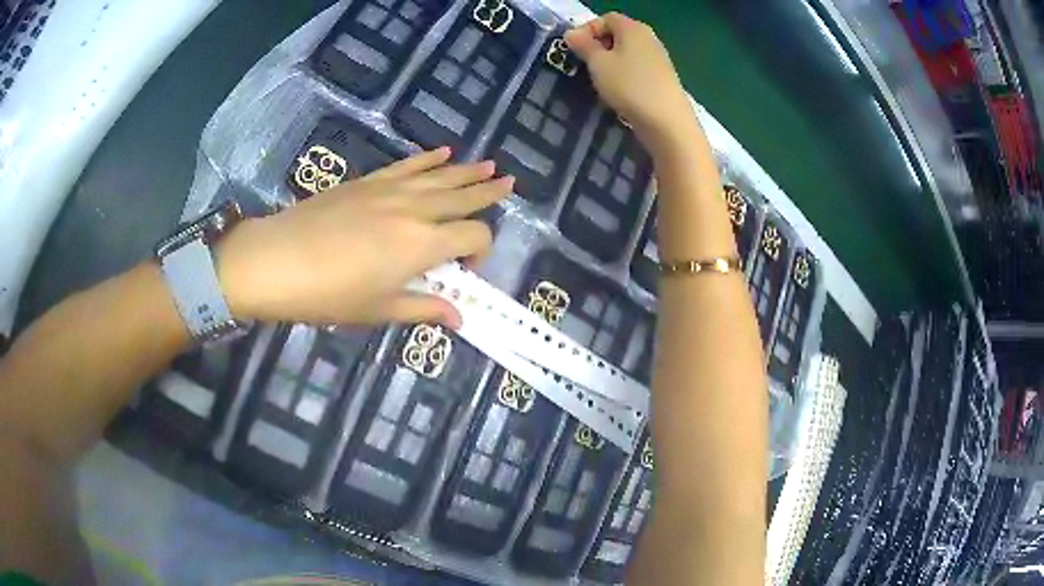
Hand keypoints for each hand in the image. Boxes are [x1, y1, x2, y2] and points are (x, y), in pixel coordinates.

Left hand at [217, 148, 511, 328]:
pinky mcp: (368, 182)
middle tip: (509, 184)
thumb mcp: (379, 309)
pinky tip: (443, 152)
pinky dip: (427, 158)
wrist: (277, 260)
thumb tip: (458, 317)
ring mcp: (390, 190)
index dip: (481, 252)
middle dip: (488, 193)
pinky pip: (406, 165)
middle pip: (463, 196)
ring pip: (440, 175)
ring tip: (489, 165)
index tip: (465, 269)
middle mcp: (415, 210)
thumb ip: (423, 308)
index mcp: (423, 244)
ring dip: (467, 170)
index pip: (473, 236)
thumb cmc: (329, 294)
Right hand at [565, 13, 694, 144]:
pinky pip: (637, 67)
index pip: (606, 18)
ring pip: (627, 52)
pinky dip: (625, 73)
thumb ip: (584, 46)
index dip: (588, 29)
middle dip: (598, 46)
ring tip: (600, 79)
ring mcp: (659, 58)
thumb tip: (572, 33)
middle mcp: (649, 37)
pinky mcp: (663, 77)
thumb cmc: (629, 86)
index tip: (576, 49)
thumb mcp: (598, 64)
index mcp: (633, 28)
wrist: (667, 122)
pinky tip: (619, 91)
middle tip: (585, 64)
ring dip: (611, 61)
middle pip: (618, 33)